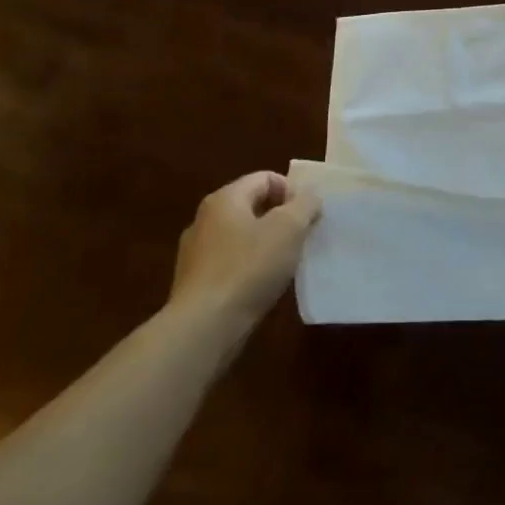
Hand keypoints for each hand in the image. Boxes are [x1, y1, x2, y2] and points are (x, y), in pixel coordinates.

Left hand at [170, 171, 321, 318]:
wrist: (205, 326)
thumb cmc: (249, 267)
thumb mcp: (290, 228)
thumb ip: (305, 204)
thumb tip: (309, 196)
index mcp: (225, 199)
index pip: (265, 178)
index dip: (293, 191)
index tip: (308, 215)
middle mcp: (205, 219)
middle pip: (253, 206)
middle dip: (282, 218)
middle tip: (302, 237)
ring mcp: (196, 252)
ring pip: (242, 236)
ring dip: (268, 243)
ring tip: (286, 263)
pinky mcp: (196, 282)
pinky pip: (232, 262)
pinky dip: (251, 267)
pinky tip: (263, 285)